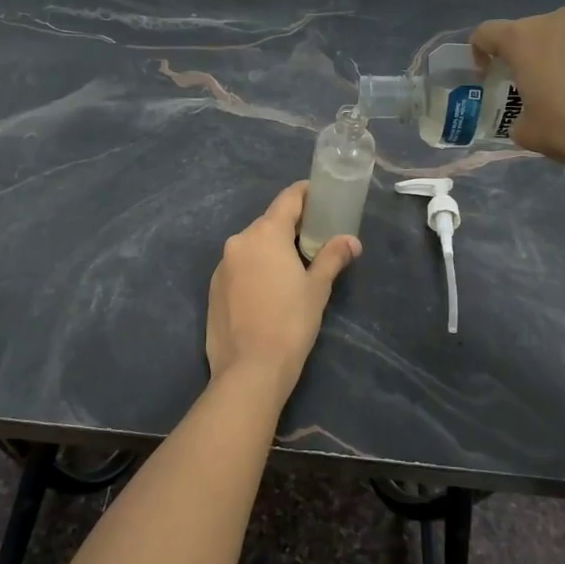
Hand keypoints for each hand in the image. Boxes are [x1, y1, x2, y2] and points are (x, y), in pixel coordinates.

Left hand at [205, 182, 360, 409]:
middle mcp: (239, 242)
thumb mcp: (317, 288)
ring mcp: (222, 266)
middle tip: (315, 237)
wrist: (249, 370)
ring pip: (252, 246)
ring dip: (272, 249)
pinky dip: (255, 269)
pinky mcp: (213, 289)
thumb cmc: (290, 323)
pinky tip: (269, 290)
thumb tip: (351, 241)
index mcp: (264, 234)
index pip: (288, 199)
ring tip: (294, 266)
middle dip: (291, 226)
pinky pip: (239, 267)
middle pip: (269, 223)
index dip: (306, 194)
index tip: (321, 195)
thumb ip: (332, 257)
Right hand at [471, 8, 564, 177]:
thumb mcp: (527, 133)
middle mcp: (560, 23)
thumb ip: (519, 116)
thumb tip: (531, 115)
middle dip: (526, 55)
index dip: (480, 52)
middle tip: (533, 86)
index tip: (488, 75)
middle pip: (531, 31)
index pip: (487, 33)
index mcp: (524, 39)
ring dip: (564, 57)